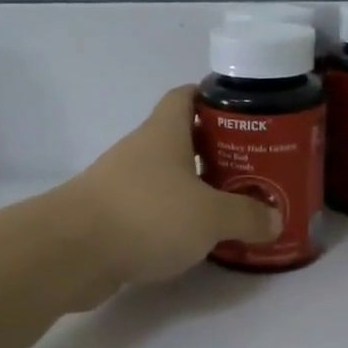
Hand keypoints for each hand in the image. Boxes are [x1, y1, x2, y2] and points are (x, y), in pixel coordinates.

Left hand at [58, 86, 281, 287]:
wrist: (72, 252)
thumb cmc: (147, 215)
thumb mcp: (210, 216)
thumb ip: (246, 216)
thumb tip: (274, 219)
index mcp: (164, 133)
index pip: (186, 96)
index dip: (213, 98)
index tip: (243, 114)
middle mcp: (141, 150)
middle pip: (181, 138)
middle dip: (215, 150)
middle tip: (251, 168)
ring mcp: (121, 183)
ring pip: (166, 177)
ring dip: (194, 188)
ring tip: (230, 206)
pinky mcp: (110, 217)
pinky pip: (151, 209)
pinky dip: (173, 218)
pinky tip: (194, 238)